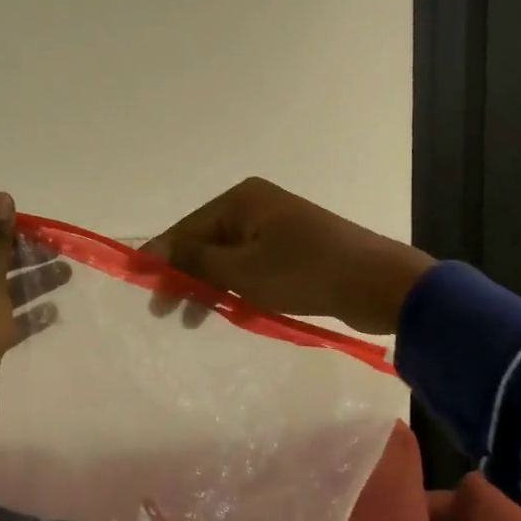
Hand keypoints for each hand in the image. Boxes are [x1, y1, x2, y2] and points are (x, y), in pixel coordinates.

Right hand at [145, 178, 433, 335]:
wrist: (379, 284)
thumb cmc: (305, 273)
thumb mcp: (243, 270)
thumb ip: (195, 261)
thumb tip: (156, 252)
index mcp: (242, 200)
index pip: (186, 228)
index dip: (161, 259)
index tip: (141, 289)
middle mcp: (256, 206)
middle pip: (205, 241)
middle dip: (184, 275)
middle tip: (165, 312)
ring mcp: (277, 227)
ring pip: (228, 257)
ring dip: (208, 286)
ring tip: (194, 319)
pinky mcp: (294, 249)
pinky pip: (251, 266)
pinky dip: (236, 286)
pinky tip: (228, 310)